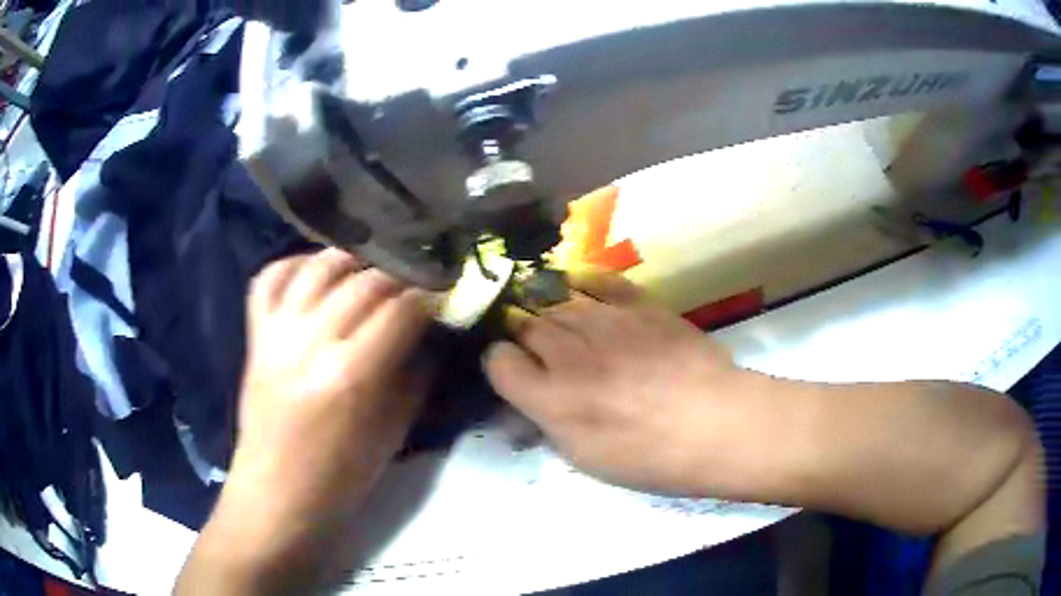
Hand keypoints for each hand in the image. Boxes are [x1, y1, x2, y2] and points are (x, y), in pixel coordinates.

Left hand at [175, 249, 431, 594]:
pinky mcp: (255, 334)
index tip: (445, 294)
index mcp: (350, 376)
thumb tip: (432, 334)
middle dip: (400, 275)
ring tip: (373, 269)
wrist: (278, 492)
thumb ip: (416, 376)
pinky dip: (295, 264)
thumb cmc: (341, 477)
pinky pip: (270, 278)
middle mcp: (310, 342)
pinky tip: (317, 272)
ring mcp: (276, 333)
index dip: (429, 296)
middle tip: (417, 281)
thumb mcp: (394, 433)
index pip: (400, 310)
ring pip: (318, 267)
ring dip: (353, 260)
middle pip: (363, 281)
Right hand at [485, 271, 747, 495]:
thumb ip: (547, 423)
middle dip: (523, 334)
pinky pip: (599, 280)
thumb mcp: (585, 459)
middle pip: (525, 324)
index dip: (500, 364)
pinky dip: (583, 281)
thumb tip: (528, 402)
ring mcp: (606, 322)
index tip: (514, 372)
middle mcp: (570, 353)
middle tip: (538, 348)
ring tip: (558, 319)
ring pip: (557, 300)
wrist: (716, 425)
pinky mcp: (640, 305)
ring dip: (549, 310)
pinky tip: (579, 286)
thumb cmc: (651, 457)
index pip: (498, 361)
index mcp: (551, 399)